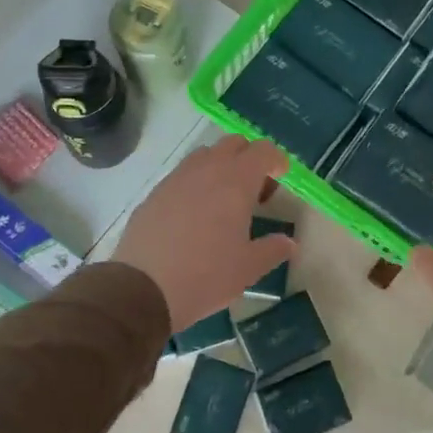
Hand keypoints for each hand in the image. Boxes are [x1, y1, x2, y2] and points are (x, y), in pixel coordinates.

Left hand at [113, 135, 295, 333]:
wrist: (142, 288)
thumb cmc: (206, 275)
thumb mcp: (248, 268)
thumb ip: (273, 249)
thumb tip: (289, 243)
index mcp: (236, 181)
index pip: (263, 150)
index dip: (276, 159)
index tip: (281, 176)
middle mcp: (206, 170)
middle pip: (233, 143)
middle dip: (249, 158)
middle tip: (255, 190)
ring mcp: (176, 178)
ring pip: (205, 155)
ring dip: (220, 167)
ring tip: (223, 201)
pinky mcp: (154, 193)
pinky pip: (181, 175)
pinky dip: (195, 183)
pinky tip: (194, 216)